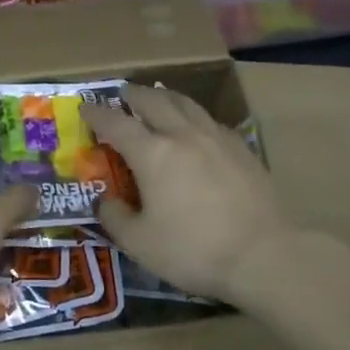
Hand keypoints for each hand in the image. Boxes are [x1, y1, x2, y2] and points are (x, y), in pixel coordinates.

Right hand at [82, 84, 292, 301]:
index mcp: (152, 153)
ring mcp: (216, 139)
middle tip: (122, 94)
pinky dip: (193, 117)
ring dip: (165, 97)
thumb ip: (115, 217)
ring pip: (186, 104)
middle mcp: (183, 135)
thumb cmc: (193, 250)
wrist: (263, 256)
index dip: (97, 113)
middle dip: (133, 95)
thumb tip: (105, 201)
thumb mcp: (139, 243)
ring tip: (157, 97)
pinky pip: (210, 121)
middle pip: (154, 101)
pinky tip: (196, 128)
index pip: (116, 123)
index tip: (85, 107)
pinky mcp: (242, 150)